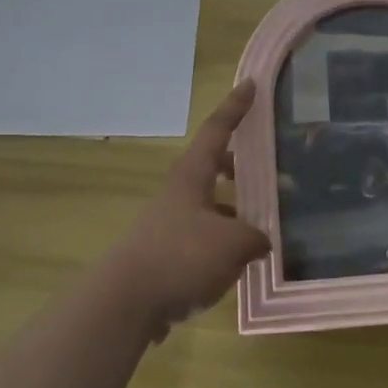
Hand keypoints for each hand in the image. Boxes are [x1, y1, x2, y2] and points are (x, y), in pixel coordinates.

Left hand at [107, 80, 271, 340]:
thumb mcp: (232, 244)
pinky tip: (237, 264)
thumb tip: (262, 240)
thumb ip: (255, 237)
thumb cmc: (181, 257)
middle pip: (210, 167)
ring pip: (207, 206)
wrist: (124, 303)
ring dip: (232, 210)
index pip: (216, 130)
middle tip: (263, 170)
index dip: (235, 107)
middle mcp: (178, 194)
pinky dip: (220, 243)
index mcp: (192, 176)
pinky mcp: (162, 256)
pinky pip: (199, 239)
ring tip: (261, 227)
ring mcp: (167, 225)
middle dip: (237, 165)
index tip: (251, 84)